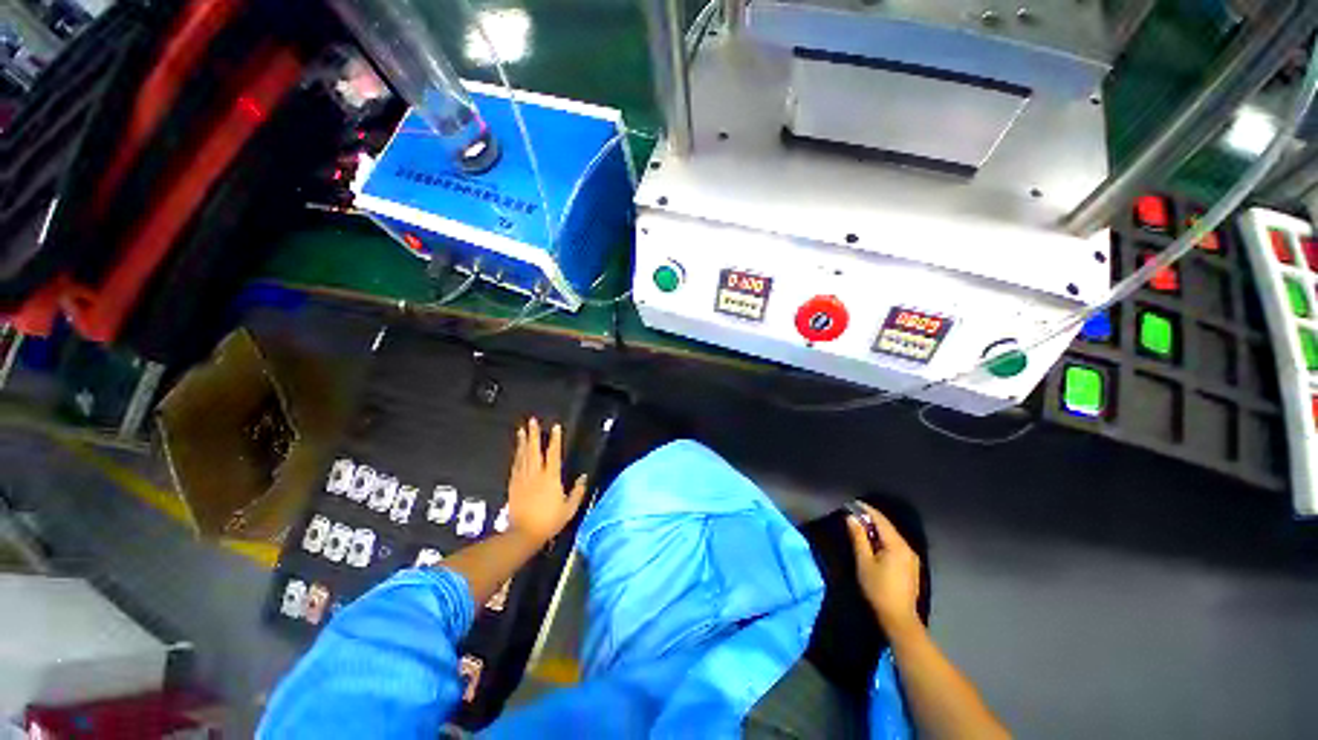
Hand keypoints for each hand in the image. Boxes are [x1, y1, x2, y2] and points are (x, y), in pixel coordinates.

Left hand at [506, 418, 587, 544]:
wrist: (523, 534)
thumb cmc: (549, 521)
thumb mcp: (569, 508)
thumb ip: (577, 492)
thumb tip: (584, 478)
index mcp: (551, 477)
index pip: (553, 453)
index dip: (555, 439)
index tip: (555, 427)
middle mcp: (536, 474)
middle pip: (534, 449)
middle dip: (534, 434)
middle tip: (532, 421)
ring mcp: (523, 479)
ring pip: (523, 455)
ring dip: (523, 442)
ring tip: (522, 430)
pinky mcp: (513, 485)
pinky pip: (515, 466)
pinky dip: (517, 456)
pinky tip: (517, 451)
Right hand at [847, 501, 920, 633]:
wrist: (899, 619)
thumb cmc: (878, 589)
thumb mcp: (864, 562)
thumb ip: (858, 537)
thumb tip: (852, 518)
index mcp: (897, 545)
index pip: (880, 520)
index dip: (866, 510)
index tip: (852, 503)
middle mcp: (907, 548)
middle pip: (887, 527)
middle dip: (870, 519)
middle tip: (853, 514)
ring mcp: (911, 558)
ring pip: (892, 536)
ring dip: (876, 530)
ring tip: (860, 527)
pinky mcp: (910, 567)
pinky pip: (895, 545)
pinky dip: (883, 539)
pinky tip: (873, 543)